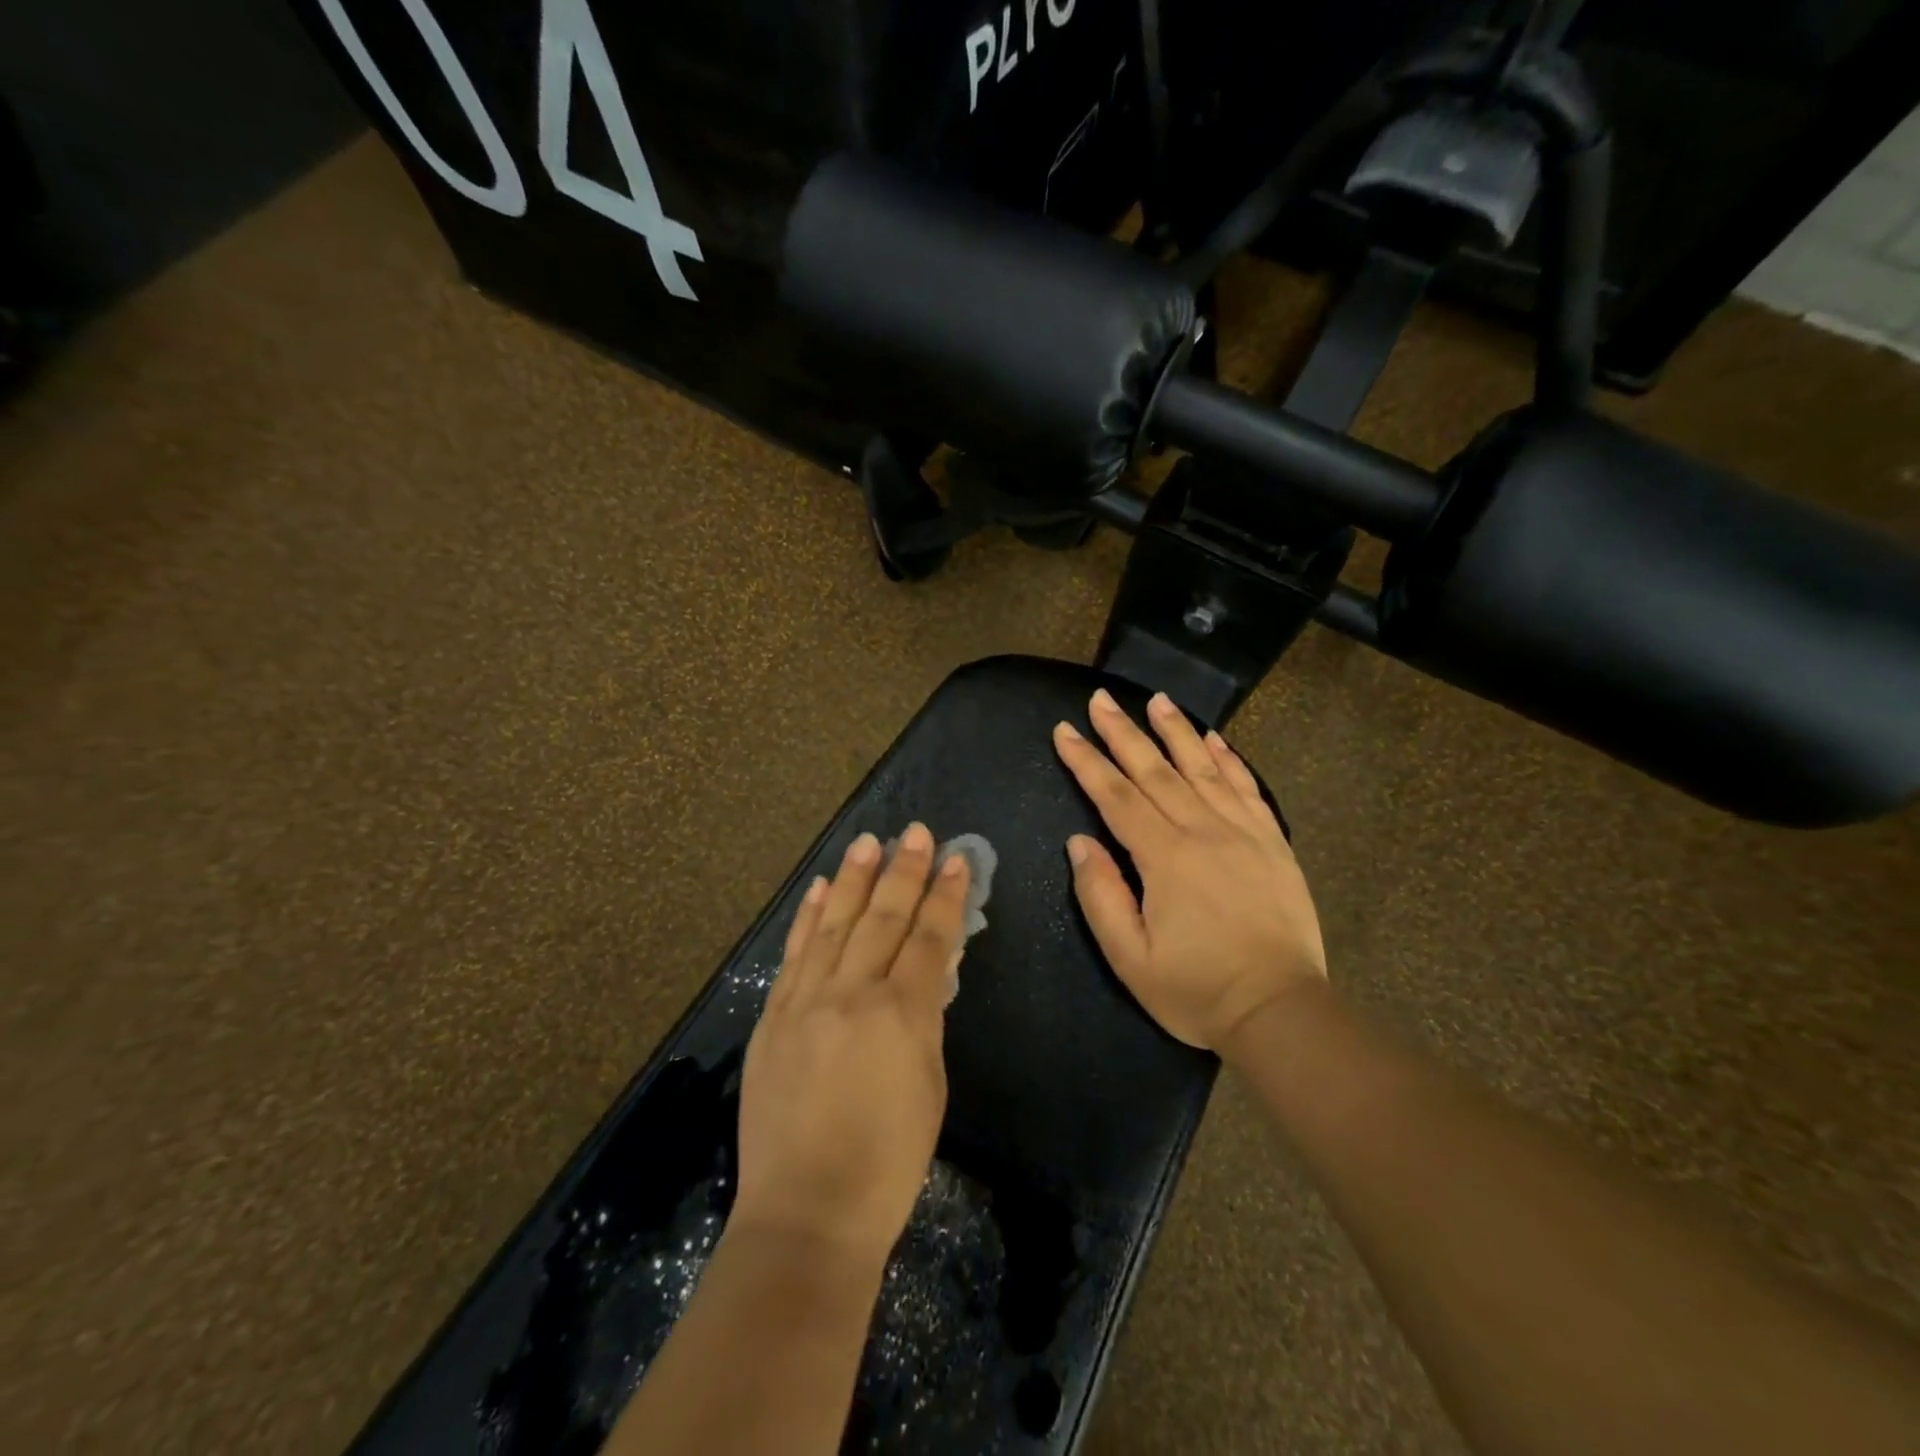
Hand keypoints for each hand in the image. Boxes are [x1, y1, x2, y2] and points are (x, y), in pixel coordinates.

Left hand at [731, 824, 971, 1267]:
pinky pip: (795, 953)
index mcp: (901, 1015)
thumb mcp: (929, 1086)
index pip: (929, 938)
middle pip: (882, 918)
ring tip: (869, 841)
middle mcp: (852, 994)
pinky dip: (809, 917)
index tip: (956, 859)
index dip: (945, 895)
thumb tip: (925, 974)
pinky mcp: (773, 1016)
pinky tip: (821, 888)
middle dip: (903, 871)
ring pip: (835, 924)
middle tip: (916, 832)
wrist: (805, 1212)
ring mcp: (805, 1001)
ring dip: (854, 879)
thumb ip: (925, 1020)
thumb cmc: (887, 1162)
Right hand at [1053, 688, 1326, 1052]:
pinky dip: (1228, 758)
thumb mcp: (1130, 958)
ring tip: (1156, 700)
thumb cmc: (1196, 989)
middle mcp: (1203, 831)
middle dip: (1123, 732)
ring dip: (1175, 731)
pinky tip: (1213, 738)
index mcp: (1164, 857)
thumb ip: (1100, 895)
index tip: (1065, 730)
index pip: (1116, 796)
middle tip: (1100, 699)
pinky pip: (1247, 787)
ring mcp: (1243, 832)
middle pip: (1155, 770)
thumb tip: (1080, 841)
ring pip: (1202, 768)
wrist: (1280, 1010)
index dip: (1087, 761)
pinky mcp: (1272, 841)